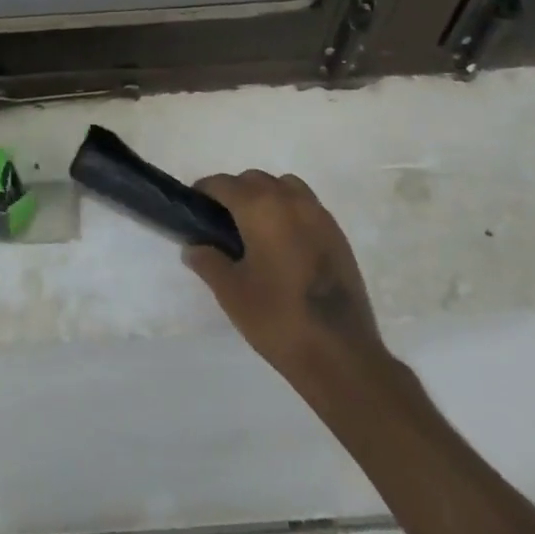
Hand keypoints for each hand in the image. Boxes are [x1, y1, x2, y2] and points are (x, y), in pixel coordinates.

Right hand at [184, 171, 385, 383]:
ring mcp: (319, 215)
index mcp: (261, 208)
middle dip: (234, 192)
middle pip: (255, 179)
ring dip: (265, 196)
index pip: (224, 184)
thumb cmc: (277, 318)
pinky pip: (306, 206)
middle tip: (220, 222)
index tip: (194, 207)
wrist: (341, 353)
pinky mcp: (337, 235)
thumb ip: (207, 262)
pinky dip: (289, 211)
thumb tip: (194, 247)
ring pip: (284, 187)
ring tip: (254, 228)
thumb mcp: (231, 292)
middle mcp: (291, 201)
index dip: (204, 190)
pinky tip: (282, 243)